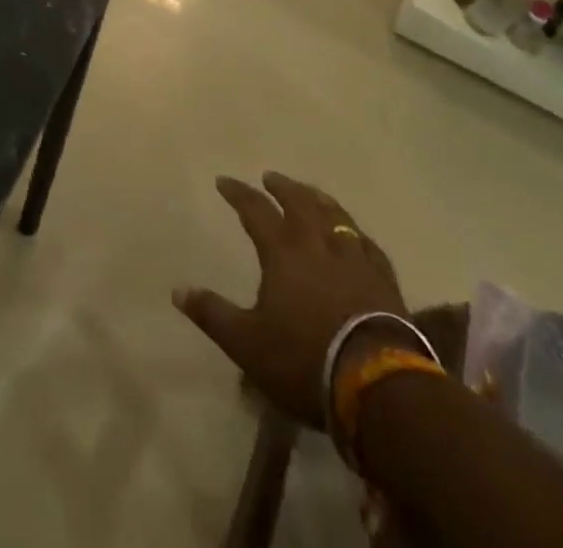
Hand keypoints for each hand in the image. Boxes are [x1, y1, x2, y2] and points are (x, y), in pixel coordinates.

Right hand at [174, 173, 409, 428]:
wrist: (378, 384)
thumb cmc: (304, 359)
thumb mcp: (247, 343)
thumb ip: (213, 314)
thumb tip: (177, 290)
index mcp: (283, 252)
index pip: (255, 210)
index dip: (238, 193)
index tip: (224, 181)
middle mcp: (318, 244)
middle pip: (299, 202)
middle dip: (282, 187)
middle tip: (271, 177)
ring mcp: (355, 259)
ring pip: (336, 215)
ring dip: (319, 199)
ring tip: (311, 192)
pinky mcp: (384, 280)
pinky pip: (368, 244)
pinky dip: (356, 232)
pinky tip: (357, 234)